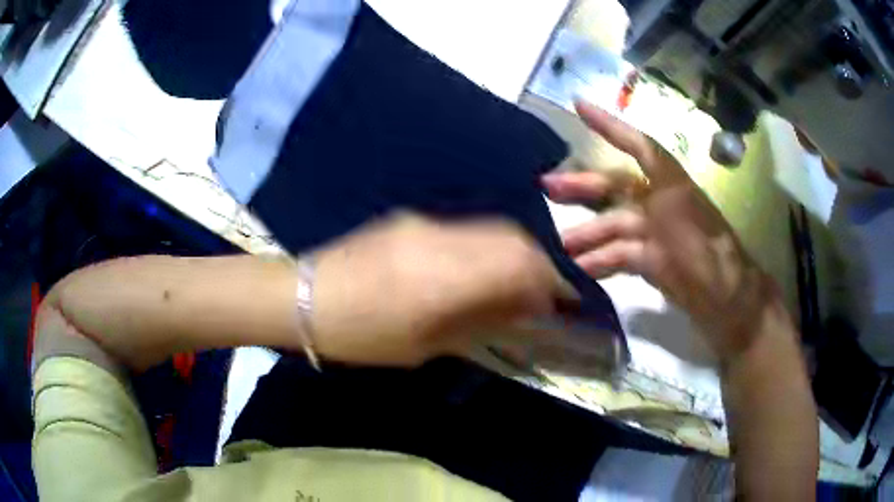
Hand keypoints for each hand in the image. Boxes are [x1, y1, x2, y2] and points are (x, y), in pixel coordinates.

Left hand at [310, 213, 569, 366]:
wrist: (306, 296)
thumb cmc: (363, 335)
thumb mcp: (423, 345)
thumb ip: (477, 323)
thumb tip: (519, 312)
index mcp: (444, 279)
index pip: (519, 266)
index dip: (549, 282)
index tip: (560, 303)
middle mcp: (442, 240)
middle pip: (513, 237)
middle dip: (538, 263)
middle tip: (543, 292)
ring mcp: (426, 224)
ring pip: (492, 228)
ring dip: (515, 252)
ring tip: (515, 281)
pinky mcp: (412, 219)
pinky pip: (466, 228)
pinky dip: (487, 246)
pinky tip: (478, 267)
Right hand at [543, 101, 772, 360]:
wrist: (725, 299)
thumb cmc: (704, 245)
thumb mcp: (681, 200)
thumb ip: (656, 169)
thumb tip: (639, 160)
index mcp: (668, 183)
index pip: (636, 145)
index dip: (609, 125)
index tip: (578, 106)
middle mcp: (659, 202)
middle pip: (615, 188)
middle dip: (581, 187)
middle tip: (546, 188)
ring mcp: (654, 234)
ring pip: (612, 226)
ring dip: (585, 235)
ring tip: (556, 246)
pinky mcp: (651, 262)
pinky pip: (618, 256)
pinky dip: (599, 261)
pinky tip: (578, 269)